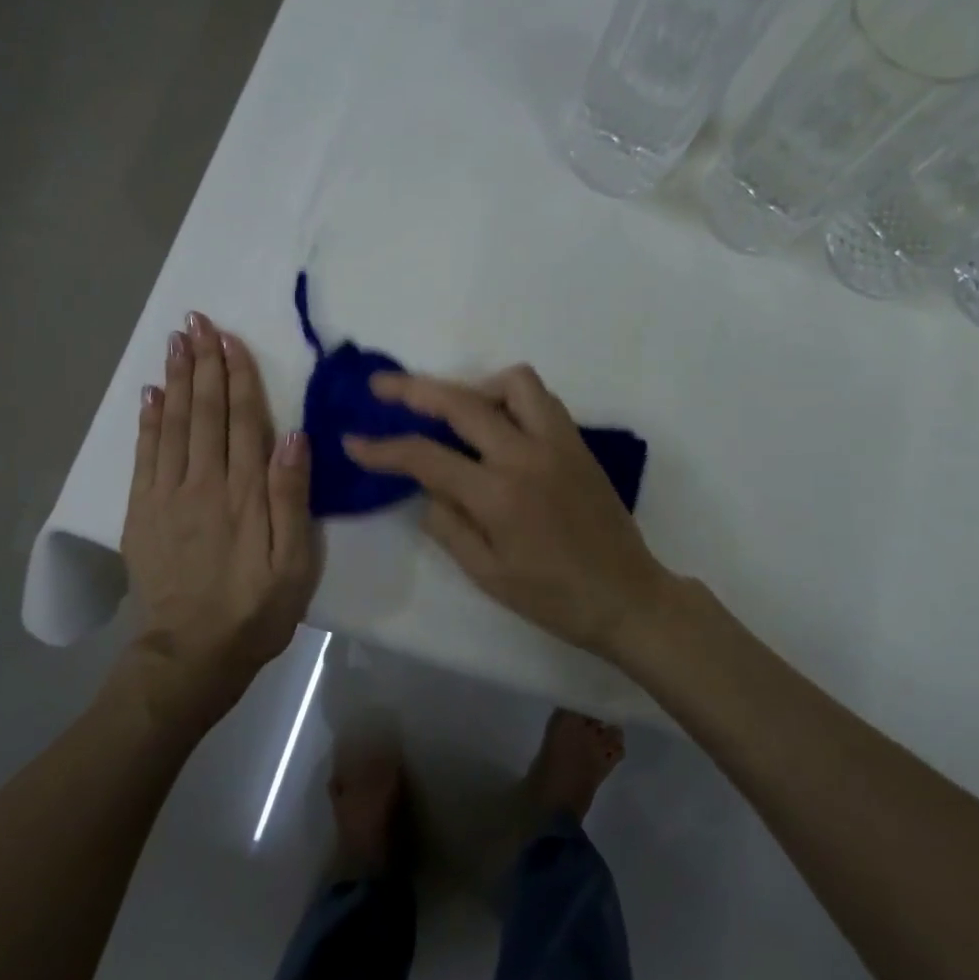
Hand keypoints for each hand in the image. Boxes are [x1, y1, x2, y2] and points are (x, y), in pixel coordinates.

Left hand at [121, 313, 320, 726]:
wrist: (191, 655)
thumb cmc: (255, 609)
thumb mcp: (294, 563)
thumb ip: (291, 498)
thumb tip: (294, 436)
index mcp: (244, 493)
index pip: (242, 420)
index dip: (237, 376)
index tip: (230, 338)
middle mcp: (203, 483)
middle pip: (204, 412)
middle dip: (203, 364)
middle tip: (197, 322)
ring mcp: (167, 496)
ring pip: (172, 424)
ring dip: (175, 380)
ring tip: (175, 343)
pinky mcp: (142, 513)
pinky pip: (144, 455)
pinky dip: (147, 421)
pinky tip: (150, 395)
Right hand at [344, 365, 671, 658]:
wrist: (626, 596)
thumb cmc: (552, 597)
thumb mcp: (487, 574)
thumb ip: (448, 525)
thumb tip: (426, 487)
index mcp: (498, 495)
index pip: (426, 457)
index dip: (383, 448)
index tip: (353, 440)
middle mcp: (526, 455)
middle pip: (461, 401)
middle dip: (412, 389)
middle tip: (381, 386)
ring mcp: (557, 442)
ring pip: (512, 382)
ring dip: (474, 386)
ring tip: (454, 410)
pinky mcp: (577, 442)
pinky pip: (541, 398)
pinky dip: (510, 398)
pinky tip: (498, 424)